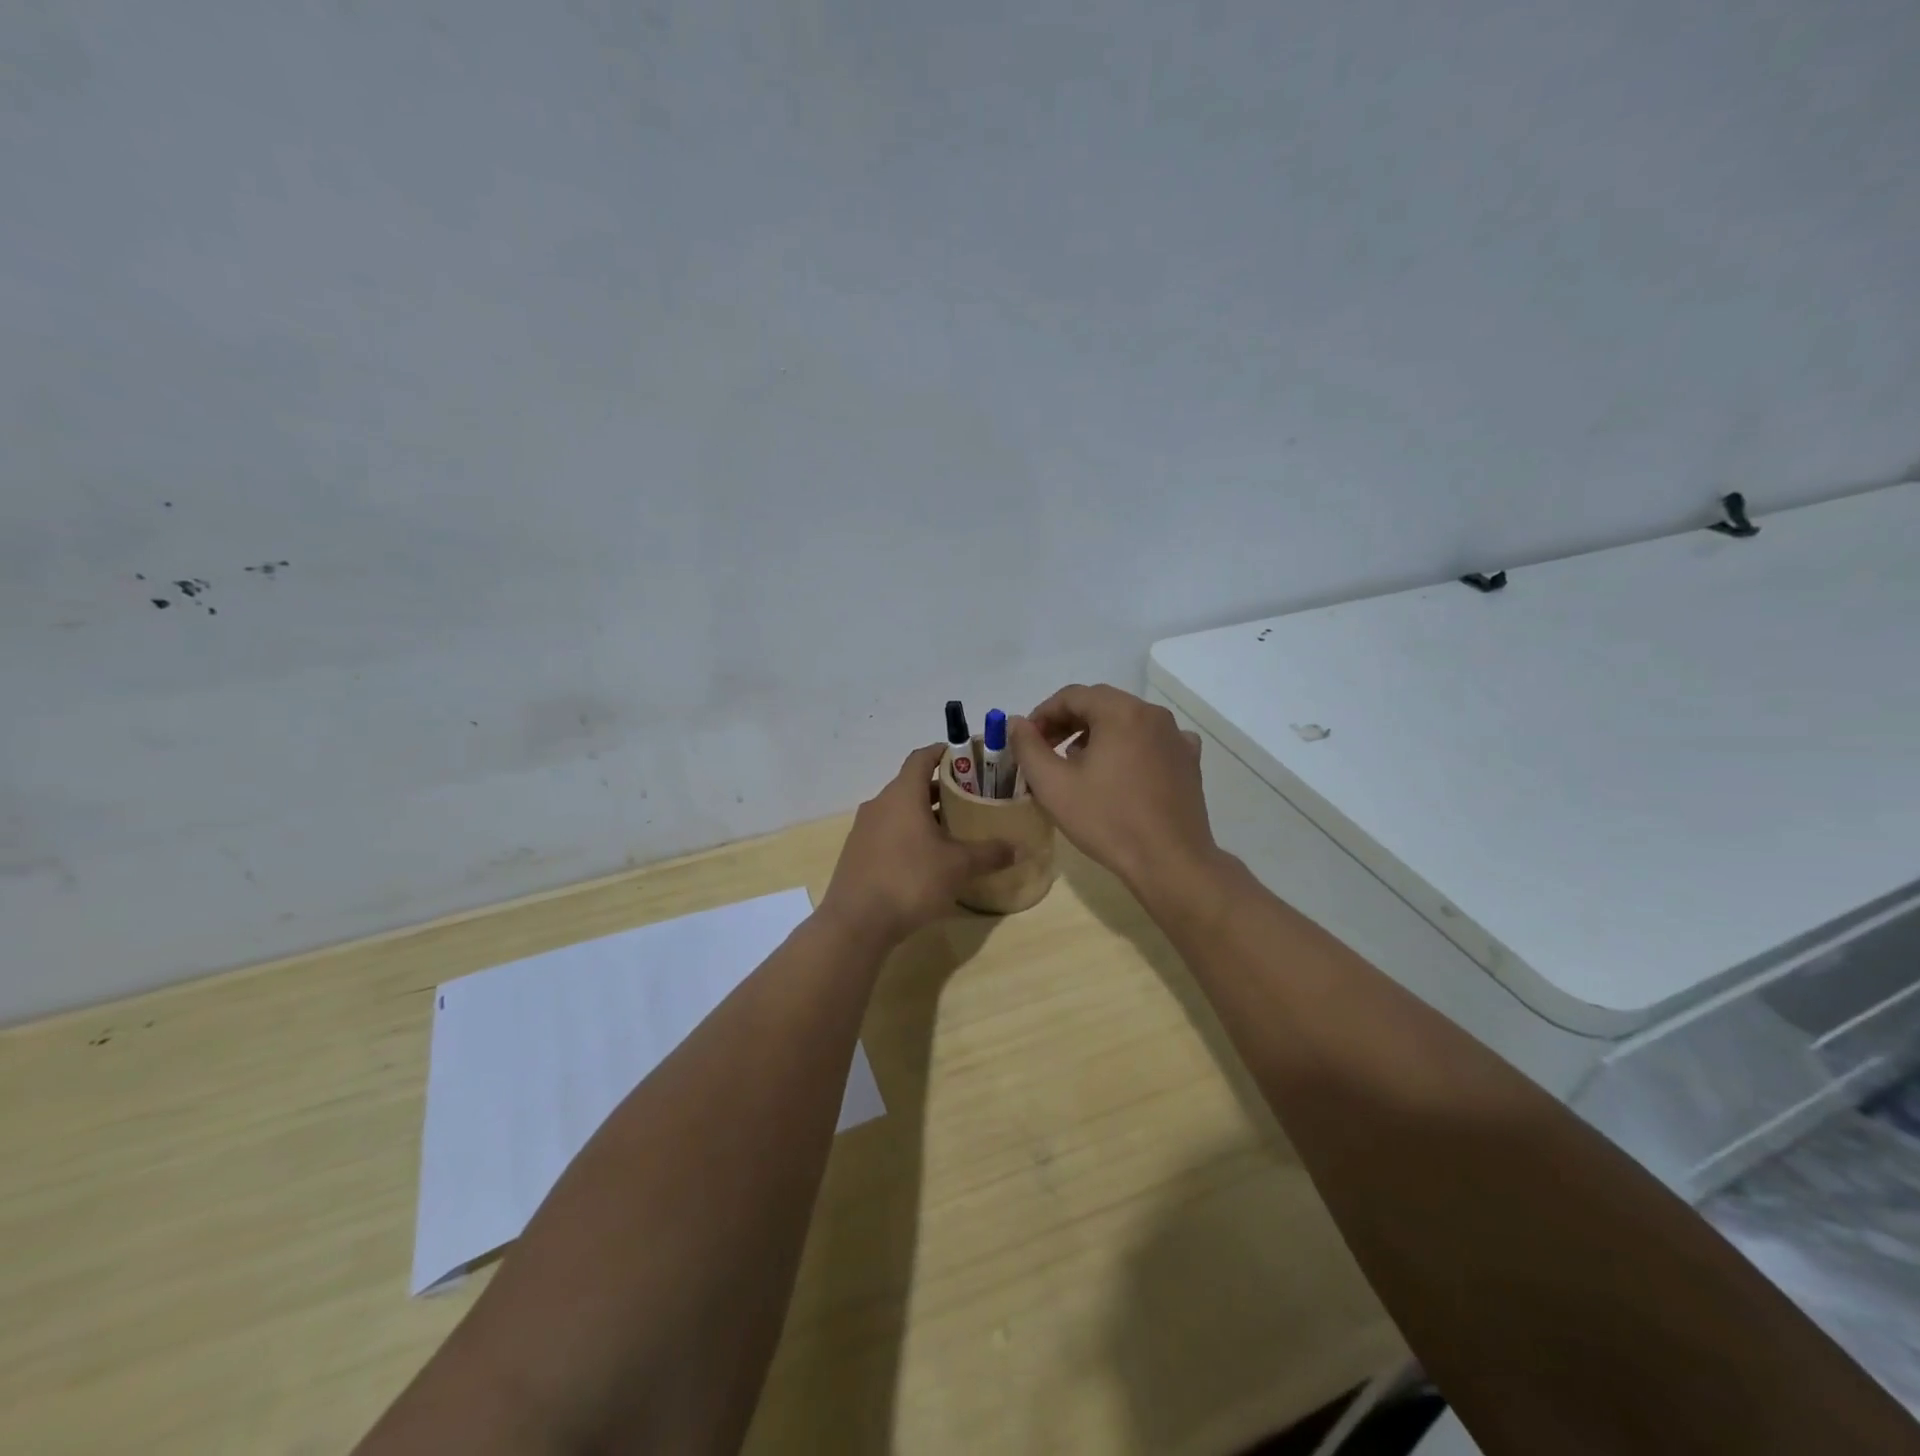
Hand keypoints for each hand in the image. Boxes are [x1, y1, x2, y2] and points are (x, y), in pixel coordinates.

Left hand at [819, 744, 1015, 945]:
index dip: (945, 753)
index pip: (922, 757)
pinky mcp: (857, 852)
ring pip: (900, 809)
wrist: (856, 922)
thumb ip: (990, 853)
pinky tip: (927, 857)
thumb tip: (1018, 848)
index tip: (968, 758)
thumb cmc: (910, 881)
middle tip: (972, 798)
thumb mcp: (958, 867)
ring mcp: (864, 828)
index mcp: (902, 794)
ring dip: (925, 813)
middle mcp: (880, 803)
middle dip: (942, 788)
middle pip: (912, 784)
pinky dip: (909, 833)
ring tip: (954, 829)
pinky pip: (888, 831)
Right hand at [1008, 684, 1217, 894]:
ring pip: (1126, 722)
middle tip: (1046, 751)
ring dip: (1097, 734)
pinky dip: (1129, 747)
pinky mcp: (1188, 761)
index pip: (1072, 696)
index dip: (1043, 714)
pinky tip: (1120, 772)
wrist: (1169, 862)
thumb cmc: (1107, 820)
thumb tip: (1017, 722)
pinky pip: (1151, 741)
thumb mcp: (1053, 785)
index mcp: (1121, 711)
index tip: (1027, 740)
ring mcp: (1176, 737)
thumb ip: (1028, 747)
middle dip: (1068, 723)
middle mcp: (1153, 714)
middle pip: (1101, 704)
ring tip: (1078, 764)